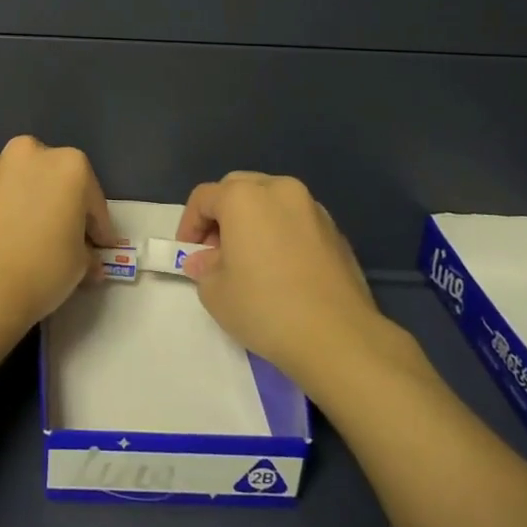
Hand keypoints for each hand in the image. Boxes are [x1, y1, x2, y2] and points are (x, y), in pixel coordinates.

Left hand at [0, 135, 117, 340]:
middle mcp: (31, 154)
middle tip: (67, 238)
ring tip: (33, 239)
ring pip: (23, 184)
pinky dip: (6, 212)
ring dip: (31, 204)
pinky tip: (6, 240)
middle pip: (56, 181)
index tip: (100, 248)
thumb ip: (86, 252)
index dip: (99, 228)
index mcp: (69, 165)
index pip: (93, 200)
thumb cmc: (42, 268)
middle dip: (63, 206)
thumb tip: (87, 258)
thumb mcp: (80, 265)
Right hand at [178, 172, 419, 393]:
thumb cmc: (265, 308)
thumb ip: (204, 268)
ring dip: (254, 221)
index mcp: (244, 197)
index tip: (188, 254)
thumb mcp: (215, 293)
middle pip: (239, 188)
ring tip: (250, 258)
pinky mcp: (336, 231)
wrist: (338, 337)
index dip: (189, 224)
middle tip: (217, 251)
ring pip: (271, 201)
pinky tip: (282, 268)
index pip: (204, 197)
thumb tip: (207, 261)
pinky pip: (296, 221)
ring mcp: (313, 208)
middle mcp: (279, 190)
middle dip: (222, 215)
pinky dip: (281, 233)